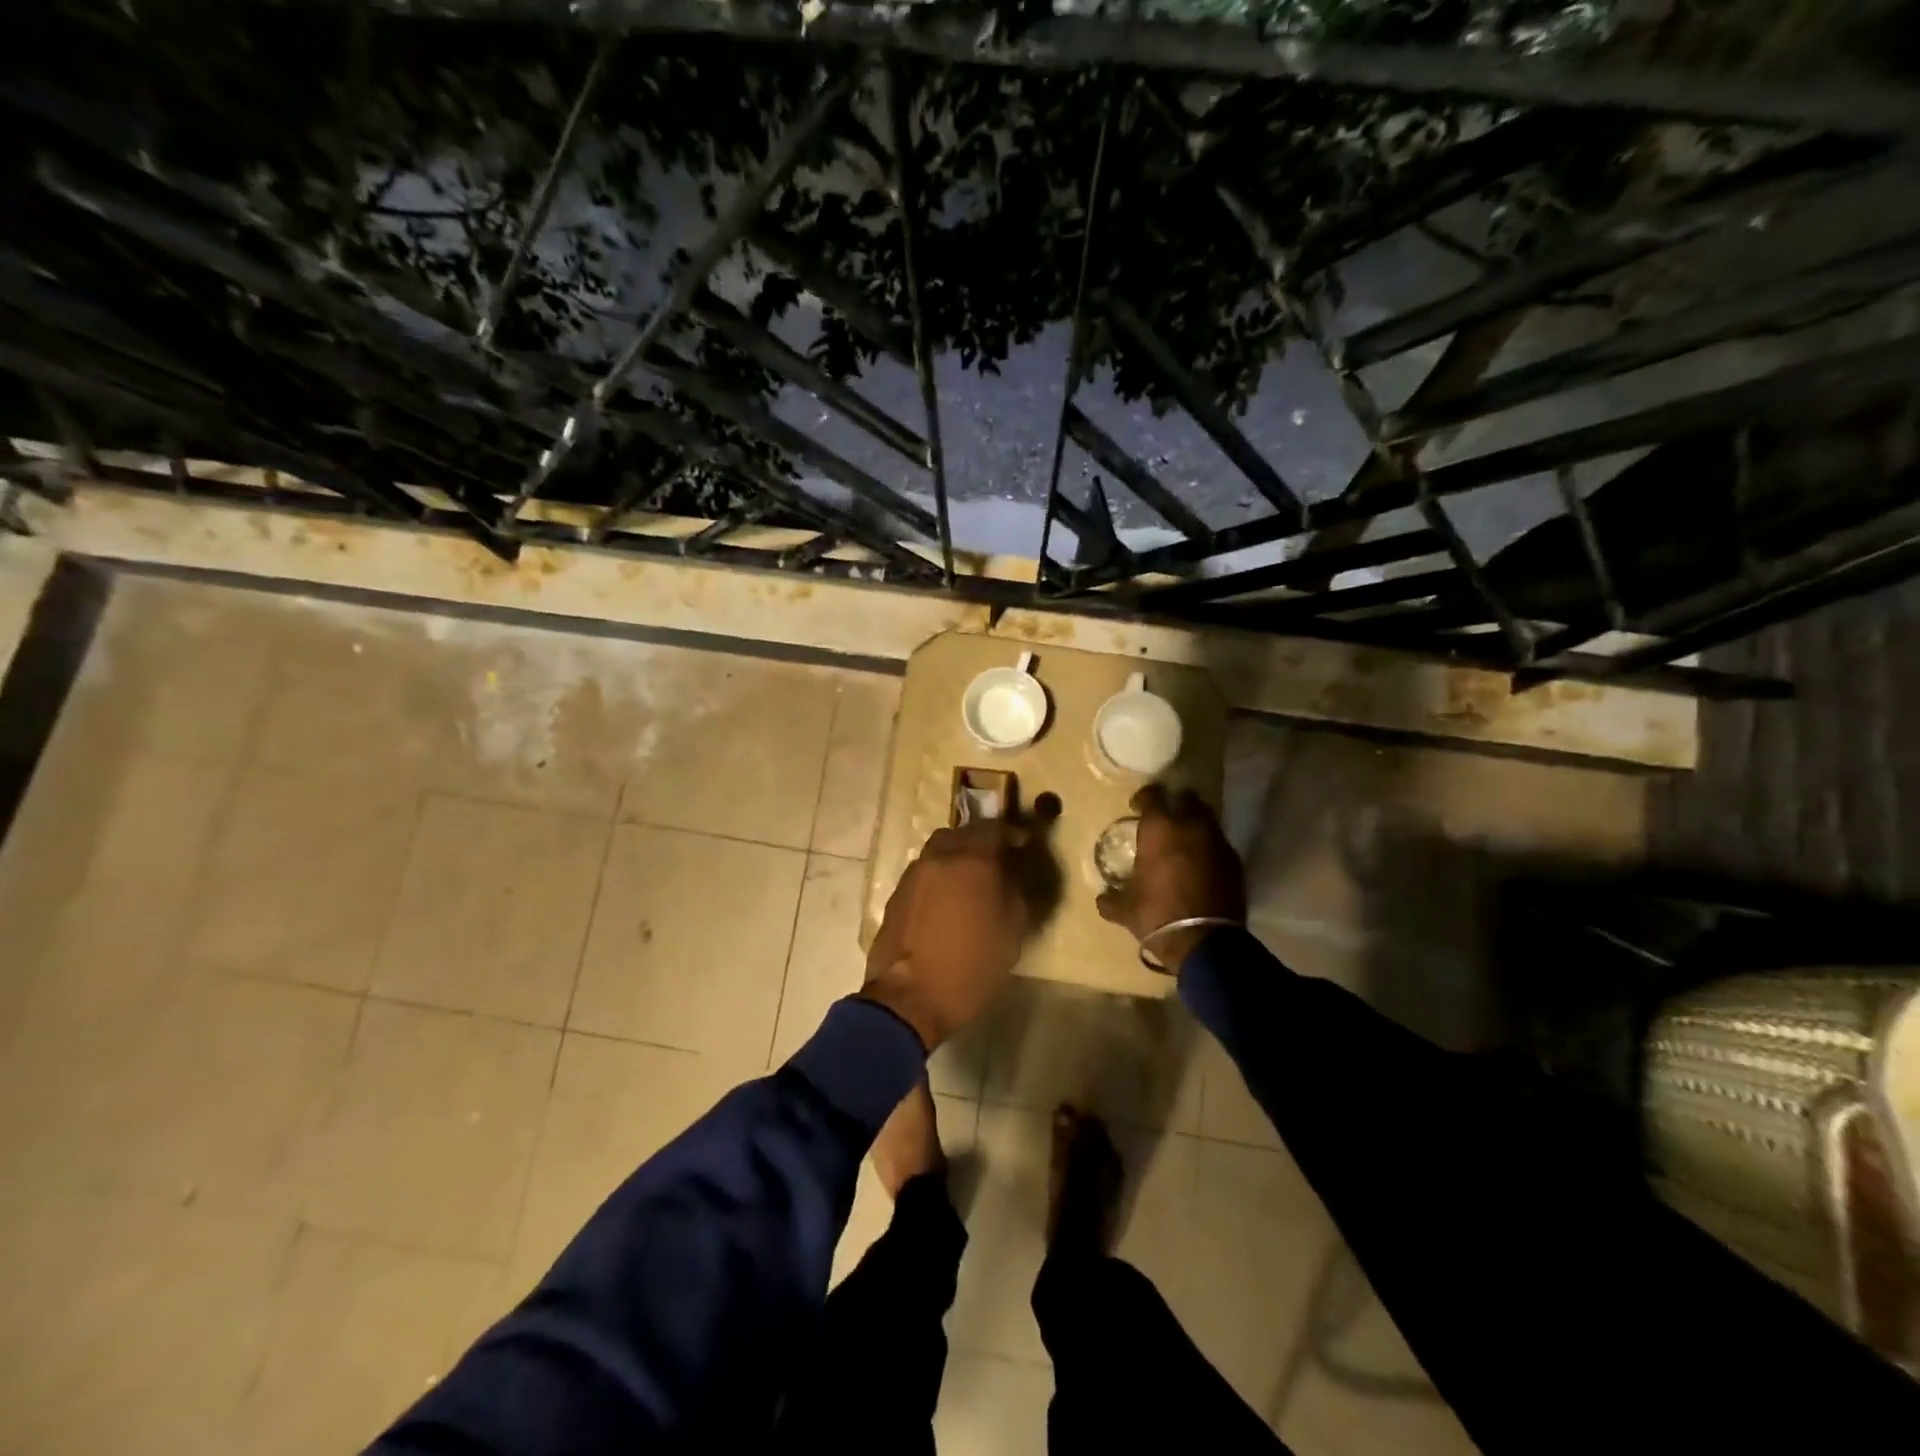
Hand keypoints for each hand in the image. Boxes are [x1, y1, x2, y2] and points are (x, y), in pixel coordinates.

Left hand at [863, 819, 1031, 1049]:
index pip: (993, 829)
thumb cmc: (969, 967)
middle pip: (960, 834)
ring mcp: (913, 875)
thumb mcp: (1010, 935)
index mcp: (971, 862)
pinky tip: (947, 900)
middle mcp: (939, 858)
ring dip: (955, 857)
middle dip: (979, 841)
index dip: (1010, 833)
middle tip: (995, 859)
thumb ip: (1014, 896)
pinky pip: (923, 873)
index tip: (1022, 843)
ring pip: (937, 851)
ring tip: (969, 881)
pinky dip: (938, 877)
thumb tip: (1008, 879)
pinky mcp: (896, 895)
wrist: (908, 997)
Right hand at [1096, 784, 1245, 973]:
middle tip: (1165, 820)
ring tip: (1184, 842)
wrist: (1204, 941)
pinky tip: (1201, 865)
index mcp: (1159, 828)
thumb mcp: (1125, 909)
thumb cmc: (1157, 914)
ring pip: (1207, 818)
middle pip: (1186, 798)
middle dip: (1176, 804)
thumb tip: (1103, 898)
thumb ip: (1111, 899)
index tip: (1137, 808)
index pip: (1152, 795)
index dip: (1143, 798)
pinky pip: (1219, 843)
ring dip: (1195, 824)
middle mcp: (1190, 825)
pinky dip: (1210, 848)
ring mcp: (1217, 841)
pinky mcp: (1235, 860)